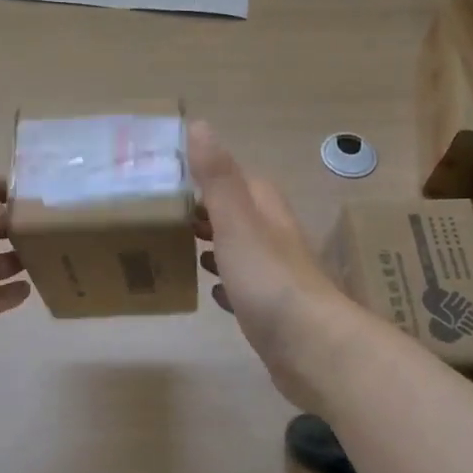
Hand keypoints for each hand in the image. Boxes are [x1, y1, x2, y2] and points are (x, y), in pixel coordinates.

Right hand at [191, 123, 360, 410]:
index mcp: (265, 210)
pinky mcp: (270, 309)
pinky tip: (209, 292)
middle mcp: (273, 236)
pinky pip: (242, 286)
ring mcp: (274, 274)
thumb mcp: (237, 221)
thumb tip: (200, 125)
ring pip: (239, 249)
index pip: (235, 179)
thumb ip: (217, 177)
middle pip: (236, 214)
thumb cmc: (269, 278)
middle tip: (161, 216)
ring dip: (213, 245)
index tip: (166, 178)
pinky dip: (224, 283)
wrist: (311, 347)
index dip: (204, 176)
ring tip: (177, 247)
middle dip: (203, 212)